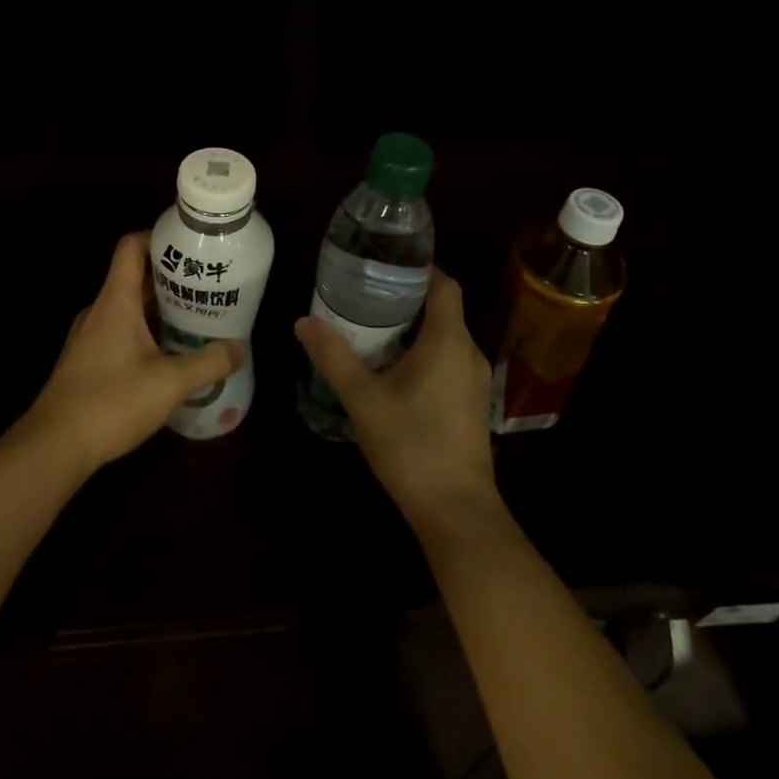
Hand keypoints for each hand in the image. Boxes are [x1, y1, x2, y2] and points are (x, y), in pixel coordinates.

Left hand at [19, 231, 242, 473]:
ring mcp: (91, 336)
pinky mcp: (89, 361)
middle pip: (136, 278)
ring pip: (131, 309)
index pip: (132, 247)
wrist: (54, 446)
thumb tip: (238, 348)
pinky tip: (172, 356)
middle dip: (173, 279)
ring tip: (198, 320)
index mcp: (116, 301)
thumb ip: (208, 362)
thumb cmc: (111, 401)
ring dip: (162, 310)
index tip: (191, 244)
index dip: (159, 237)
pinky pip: (122, 333)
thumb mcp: (170, 383)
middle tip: (209, 287)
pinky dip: (148, 334)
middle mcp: (101, 310)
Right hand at [294, 269, 498, 529]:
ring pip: (444, 338)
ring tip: (371, 333)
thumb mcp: (363, 399)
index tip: (384, 268)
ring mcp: (474, 381)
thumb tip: (304, 321)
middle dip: (405, 301)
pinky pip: (448, 362)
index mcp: (448, 341)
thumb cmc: (410, 445)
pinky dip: (423, 355)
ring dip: (412, 331)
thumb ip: (334, 357)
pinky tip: (392, 373)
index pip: (444, 284)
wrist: (455, 510)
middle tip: (363, 300)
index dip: (419, 269)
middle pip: (442, 310)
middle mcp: (469, 353)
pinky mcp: (471, 404)